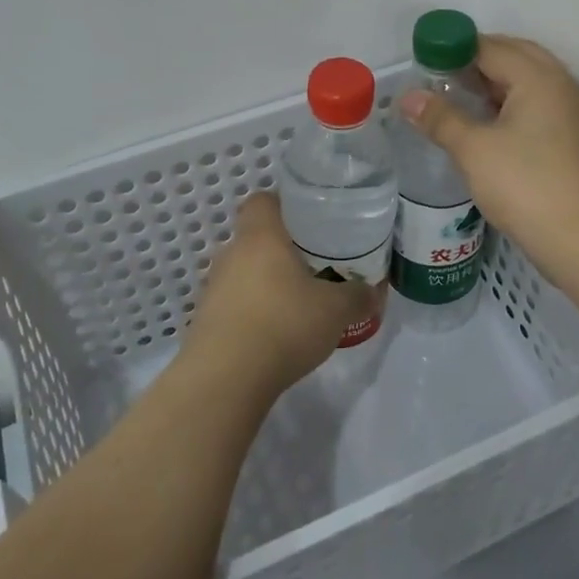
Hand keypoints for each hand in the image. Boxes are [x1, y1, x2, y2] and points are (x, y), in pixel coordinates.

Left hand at [180, 193, 373, 397]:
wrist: (225, 378)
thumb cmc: (283, 325)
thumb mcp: (335, 310)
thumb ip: (357, 296)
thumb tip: (372, 291)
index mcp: (260, 236)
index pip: (263, 200)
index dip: (285, 205)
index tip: (311, 222)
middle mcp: (231, 253)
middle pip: (256, 238)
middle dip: (283, 249)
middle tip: (315, 265)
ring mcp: (213, 287)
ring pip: (245, 272)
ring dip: (267, 283)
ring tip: (298, 303)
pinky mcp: (206, 319)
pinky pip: (235, 303)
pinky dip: (254, 311)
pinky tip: (276, 334)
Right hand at [398, 35, 578, 289]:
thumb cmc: (527, 186)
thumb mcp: (474, 150)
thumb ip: (440, 118)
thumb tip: (407, 97)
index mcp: (539, 78)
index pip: (490, 47)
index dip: (454, 48)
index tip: (422, 61)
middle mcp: (560, 85)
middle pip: (514, 56)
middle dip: (475, 60)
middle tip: (438, 76)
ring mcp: (570, 113)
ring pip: (527, 82)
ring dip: (492, 83)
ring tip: (455, 98)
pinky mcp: (572, 139)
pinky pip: (536, 105)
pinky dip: (508, 104)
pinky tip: (485, 125)